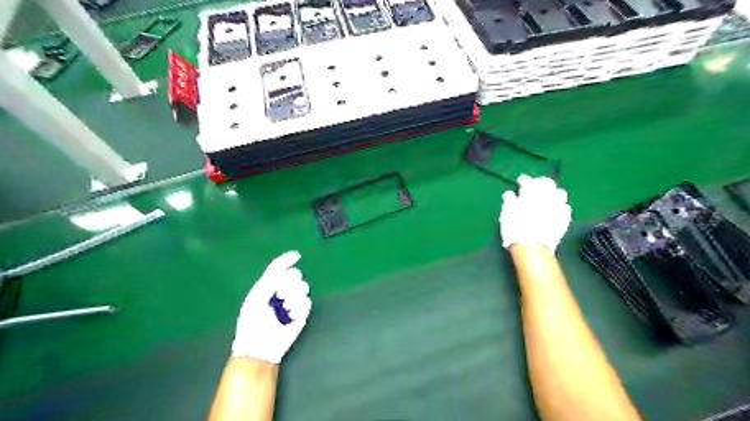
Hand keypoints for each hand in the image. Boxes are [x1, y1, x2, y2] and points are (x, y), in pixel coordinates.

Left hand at [231, 251, 309, 362]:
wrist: (259, 348)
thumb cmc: (252, 323)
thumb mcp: (257, 297)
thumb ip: (270, 279)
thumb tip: (285, 264)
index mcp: (268, 285)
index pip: (280, 267)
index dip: (288, 259)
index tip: (297, 255)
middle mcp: (282, 291)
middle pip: (295, 275)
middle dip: (289, 283)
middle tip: (280, 295)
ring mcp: (293, 302)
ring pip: (303, 287)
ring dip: (293, 296)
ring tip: (285, 309)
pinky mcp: (302, 314)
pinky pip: (307, 301)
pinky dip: (299, 307)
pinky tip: (291, 316)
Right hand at [500, 175, 571, 251]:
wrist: (532, 247)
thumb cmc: (515, 228)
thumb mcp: (506, 213)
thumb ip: (509, 200)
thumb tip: (510, 193)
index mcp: (531, 193)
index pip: (529, 181)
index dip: (524, 180)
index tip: (520, 181)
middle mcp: (546, 196)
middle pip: (547, 183)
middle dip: (541, 181)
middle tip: (536, 184)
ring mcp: (557, 207)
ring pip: (560, 192)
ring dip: (554, 191)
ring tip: (549, 194)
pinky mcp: (564, 219)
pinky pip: (566, 207)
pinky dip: (560, 205)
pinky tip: (556, 207)